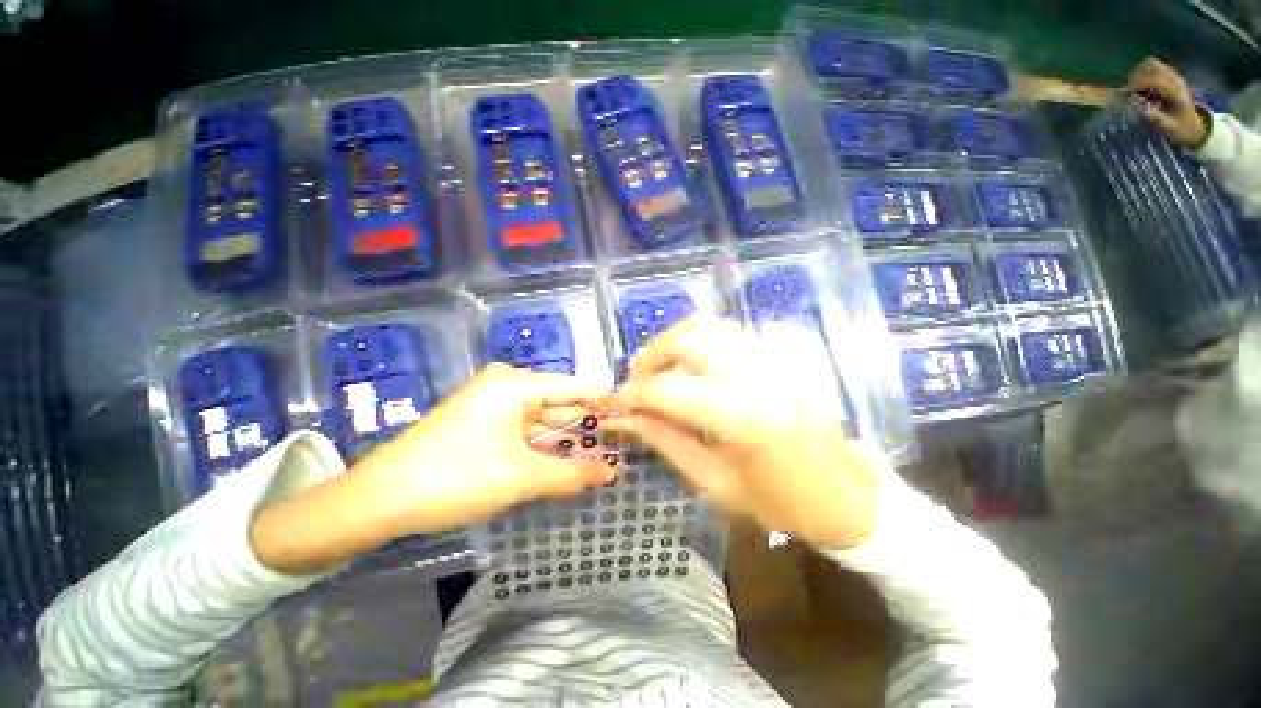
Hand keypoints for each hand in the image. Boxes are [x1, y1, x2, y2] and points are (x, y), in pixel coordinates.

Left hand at [251, 365, 612, 573]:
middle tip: (619, 445)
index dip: (603, 402)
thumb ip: (572, 474)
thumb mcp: (521, 477)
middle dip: (586, 428)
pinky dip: (543, 446)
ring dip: (566, 440)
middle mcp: (506, 387)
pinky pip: (524, 431)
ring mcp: (491, 405)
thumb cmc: (456, 478)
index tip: (631, 415)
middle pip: (559, 405)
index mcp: (515, 385)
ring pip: (541, 421)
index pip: (574, 387)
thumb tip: (612, 472)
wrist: (379, 499)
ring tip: (600, 456)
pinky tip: (565, 461)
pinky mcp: (481, 423)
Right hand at [603, 315, 885, 548]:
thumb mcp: (713, 483)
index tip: (614, 404)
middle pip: (689, 337)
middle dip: (652, 356)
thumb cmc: (777, 501)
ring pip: (710, 326)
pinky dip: (702, 341)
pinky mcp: (784, 354)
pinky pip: (732, 332)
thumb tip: (624, 419)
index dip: (633, 395)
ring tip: (662, 370)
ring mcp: (776, 359)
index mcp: (744, 419)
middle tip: (637, 382)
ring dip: (675, 343)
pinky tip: (695, 366)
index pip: (669, 391)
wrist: (842, 496)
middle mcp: (760, 376)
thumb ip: (665, 442)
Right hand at [1125, 57, 1210, 147]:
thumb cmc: (1179, 130)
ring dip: (1138, 74)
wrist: (1194, 125)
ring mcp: (1173, 76)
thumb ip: (1156, 118)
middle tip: (1129, 93)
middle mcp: (1174, 79)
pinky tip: (1141, 86)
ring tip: (1134, 89)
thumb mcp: (1169, 128)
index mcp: (1175, 92)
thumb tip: (1141, 109)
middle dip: (1136, 77)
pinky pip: (1152, 67)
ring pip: (1150, 64)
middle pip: (1150, 66)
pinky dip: (1142, 73)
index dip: (1136, 85)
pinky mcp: (1169, 76)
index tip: (1126, 97)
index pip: (1153, 80)